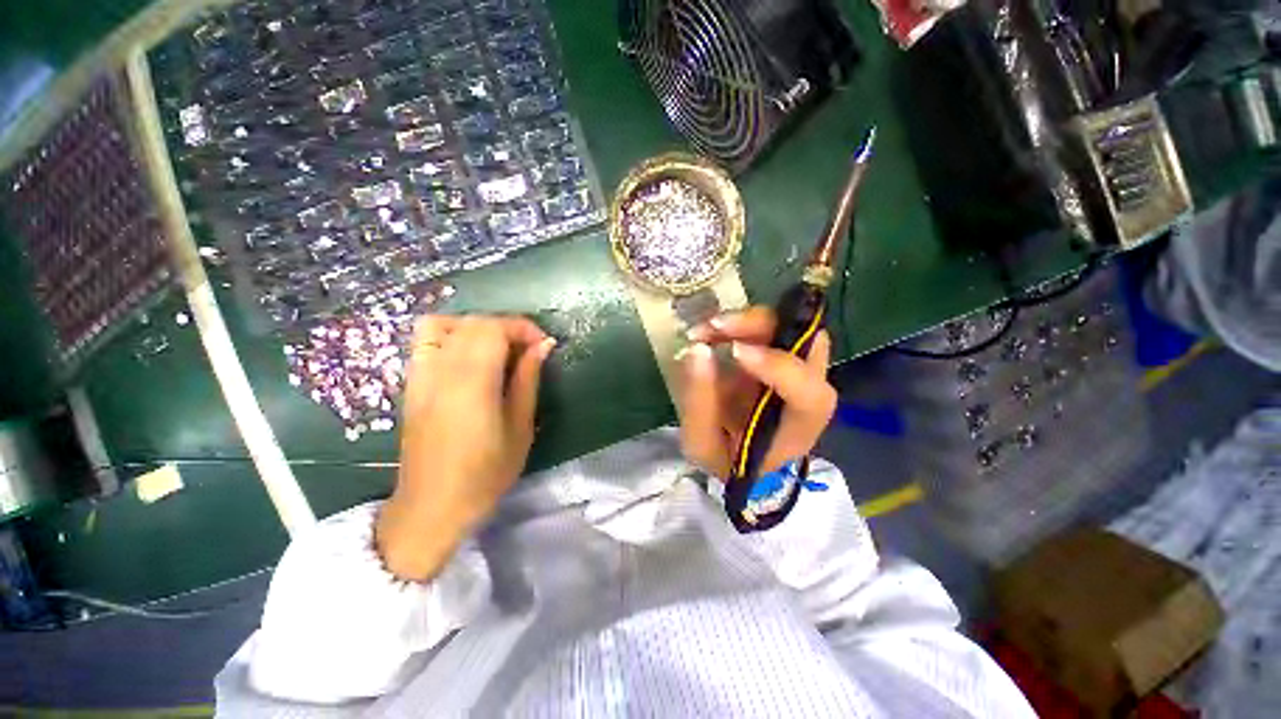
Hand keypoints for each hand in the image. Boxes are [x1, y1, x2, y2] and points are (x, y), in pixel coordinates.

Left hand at [376, 315, 555, 580]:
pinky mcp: (412, 383)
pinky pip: (425, 340)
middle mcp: (441, 370)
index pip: (494, 328)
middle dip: (507, 327)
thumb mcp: (520, 427)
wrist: (433, 505)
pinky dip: (451, 335)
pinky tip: (469, 357)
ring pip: (445, 324)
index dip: (523, 328)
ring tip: (497, 349)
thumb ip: (528, 379)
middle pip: (473, 322)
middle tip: (528, 351)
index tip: (543, 345)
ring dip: (477, 328)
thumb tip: (543, 345)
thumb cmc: (486, 473)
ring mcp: (421, 375)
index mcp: (472, 383)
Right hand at [678, 306, 836, 478]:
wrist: (741, 457)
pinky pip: (769, 327)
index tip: (733, 351)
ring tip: (704, 329)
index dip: (778, 367)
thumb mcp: (702, 443)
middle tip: (713, 327)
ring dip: (745, 321)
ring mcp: (798, 368)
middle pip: (807, 344)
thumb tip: (696, 350)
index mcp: (798, 428)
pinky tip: (711, 331)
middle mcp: (809, 392)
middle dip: (759, 327)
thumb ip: (699, 402)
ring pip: (790, 327)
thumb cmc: (725, 458)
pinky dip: (740, 323)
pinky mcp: (780, 354)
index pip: (809, 395)